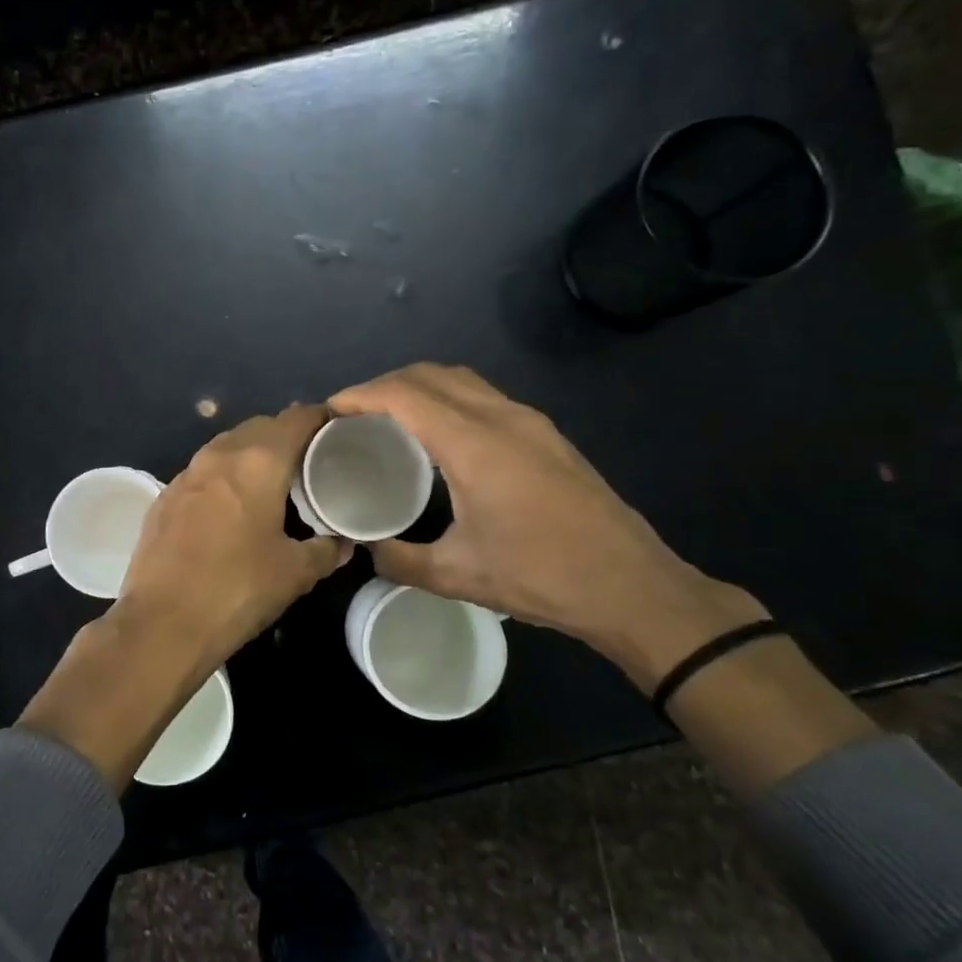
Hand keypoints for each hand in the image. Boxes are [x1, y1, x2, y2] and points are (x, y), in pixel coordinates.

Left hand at [20, 405, 351, 785]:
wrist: (161, 624)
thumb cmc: (237, 590)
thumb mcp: (294, 573)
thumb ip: (325, 550)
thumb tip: (343, 543)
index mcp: (258, 462)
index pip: (296, 419)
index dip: (320, 419)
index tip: (338, 432)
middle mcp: (219, 455)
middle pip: (260, 427)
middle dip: (286, 436)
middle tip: (310, 462)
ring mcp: (186, 474)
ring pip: (227, 447)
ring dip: (251, 454)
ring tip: (273, 481)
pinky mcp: (163, 497)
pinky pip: (203, 472)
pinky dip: (224, 477)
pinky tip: (232, 506)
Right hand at [328, 365, 762, 686]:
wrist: (633, 587)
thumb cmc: (541, 577)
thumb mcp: (457, 575)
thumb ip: (398, 558)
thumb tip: (365, 548)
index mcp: (475, 444)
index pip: (405, 395)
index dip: (360, 395)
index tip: (328, 411)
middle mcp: (502, 417)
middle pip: (431, 374)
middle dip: (384, 384)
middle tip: (352, 416)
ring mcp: (530, 422)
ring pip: (461, 379)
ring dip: (418, 387)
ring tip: (387, 420)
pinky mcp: (546, 435)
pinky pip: (483, 396)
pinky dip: (447, 399)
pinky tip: (437, 437)